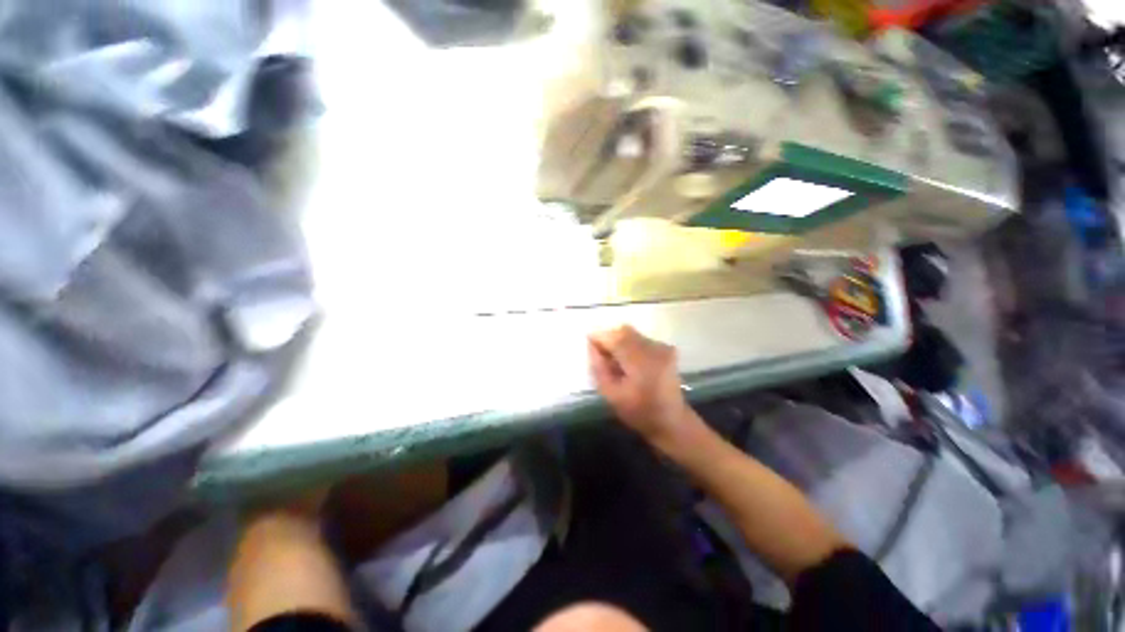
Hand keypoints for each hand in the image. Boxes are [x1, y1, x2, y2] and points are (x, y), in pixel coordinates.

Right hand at [588, 325, 697, 447]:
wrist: (672, 420)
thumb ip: (599, 368)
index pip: (615, 338)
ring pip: (632, 333)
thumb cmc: (639, 412)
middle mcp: (654, 349)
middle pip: (624, 331)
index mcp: (641, 363)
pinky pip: (641, 338)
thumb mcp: (611, 394)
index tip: (588, 341)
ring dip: (619, 341)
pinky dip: (630, 345)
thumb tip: (591, 346)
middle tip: (601, 354)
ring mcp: (662, 347)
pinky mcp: (666, 348)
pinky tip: (629, 361)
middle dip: (609, 338)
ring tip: (615, 360)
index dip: (600, 337)